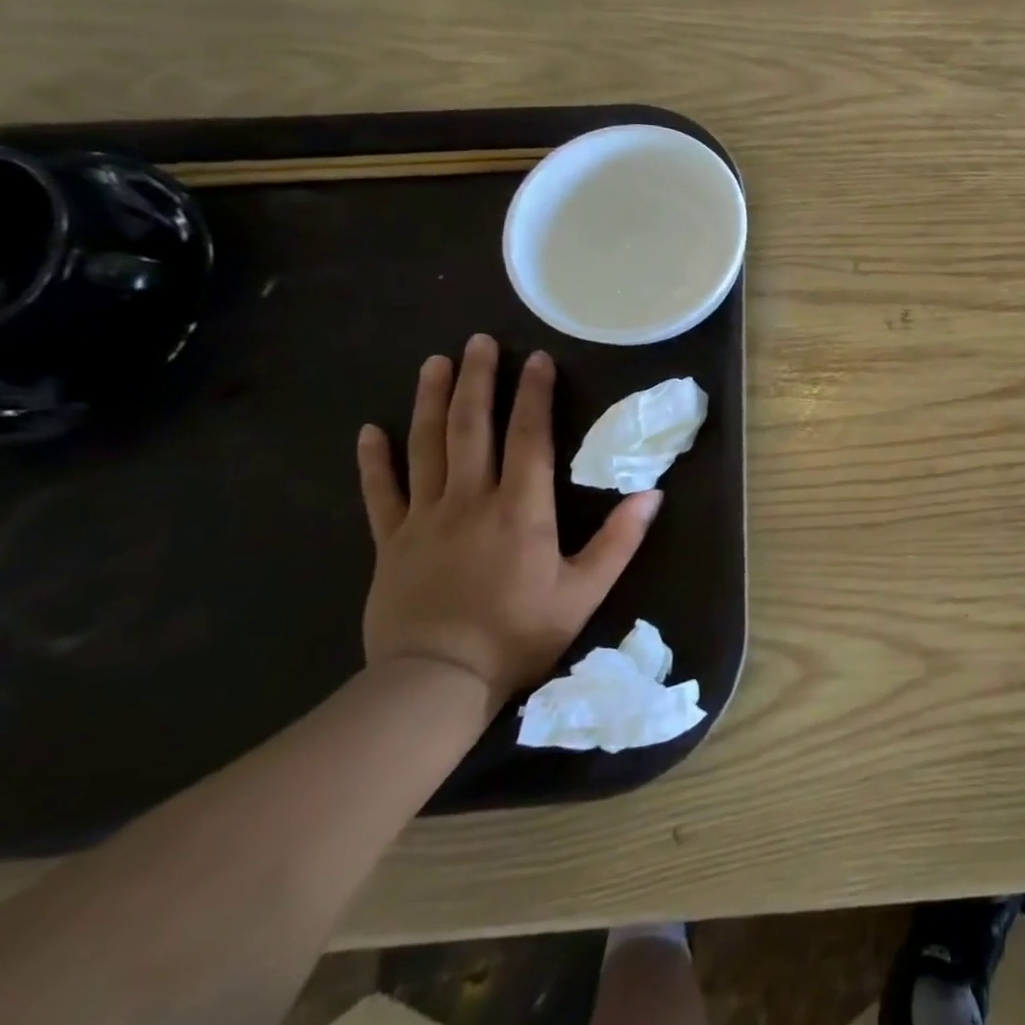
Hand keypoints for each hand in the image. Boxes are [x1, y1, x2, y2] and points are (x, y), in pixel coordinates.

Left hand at [356, 336, 660, 707]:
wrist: (434, 683)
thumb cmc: (519, 634)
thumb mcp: (584, 592)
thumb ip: (619, 541)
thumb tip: (653, 494)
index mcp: (520, 509)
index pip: (528, 437)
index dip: (535, 395)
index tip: (538, 359)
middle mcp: (470, 500)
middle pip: (472, 428)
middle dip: (478, 380)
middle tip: (480, 342)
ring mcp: (424, 519)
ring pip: (425, 447)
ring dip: (431, 401)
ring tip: (435, 363)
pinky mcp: (390, 542)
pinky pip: (379, 493)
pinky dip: (374, 460)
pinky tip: (370, 429)